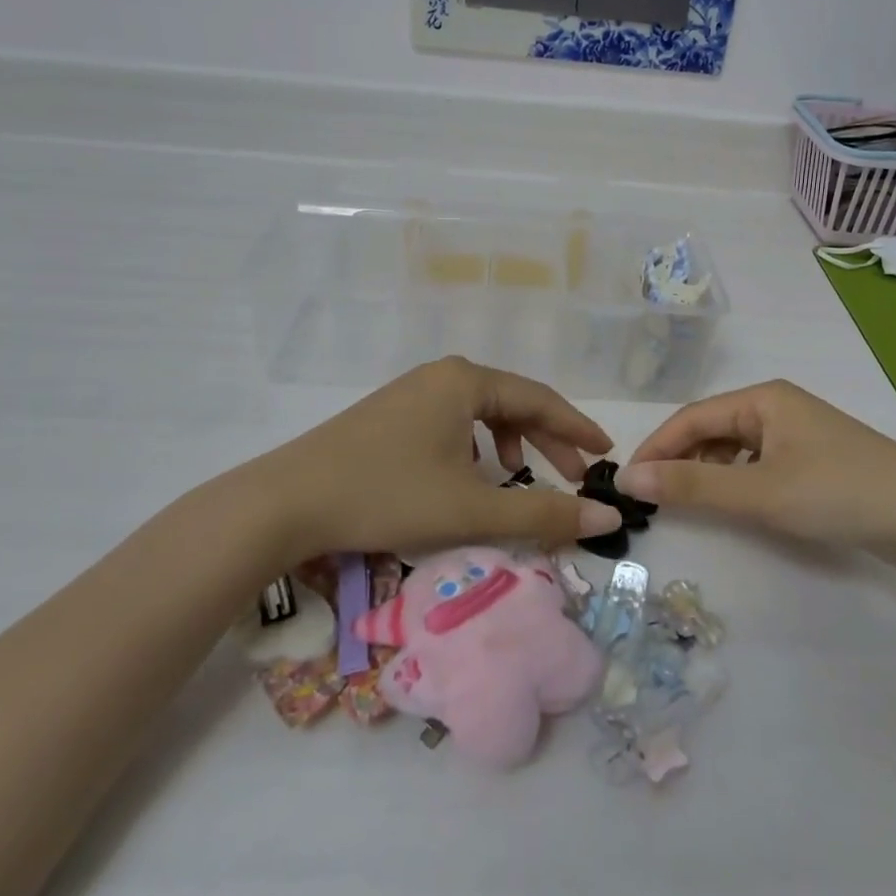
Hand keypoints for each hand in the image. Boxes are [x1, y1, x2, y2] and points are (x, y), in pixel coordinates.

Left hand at [201, 357, 622, 562]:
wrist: (285, 502)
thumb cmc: (387, 495)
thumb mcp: (472, 509)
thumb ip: (544, 514)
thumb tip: (609, 520)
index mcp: (466, 381)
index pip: (540, 398)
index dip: (577, 428)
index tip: (606, 454)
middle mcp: (441, 375)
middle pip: (512, 403)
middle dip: (547, 440)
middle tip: (574, 476)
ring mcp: (411, 392)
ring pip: (480, 413)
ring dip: (510, 443)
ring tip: (518, 476)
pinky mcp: (389, 415)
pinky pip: (451, 422)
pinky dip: (475, 447)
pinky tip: (467, 475)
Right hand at [618, 379, 895, 565]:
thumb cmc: (839, 493)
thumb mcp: (759, 491)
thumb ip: (692, 486)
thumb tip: (629, 480)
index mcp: (763, 398)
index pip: (691, 418)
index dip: (656, 448)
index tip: (627, 482)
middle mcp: (777, 407)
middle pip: (711, 429)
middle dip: (678, 459)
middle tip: (650, 498)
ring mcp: (798, 434)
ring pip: (734, 448)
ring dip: (706, 472)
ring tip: (685, 502)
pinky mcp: (814, 462)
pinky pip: (758, 464)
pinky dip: (736, 481)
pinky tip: (733, 503)